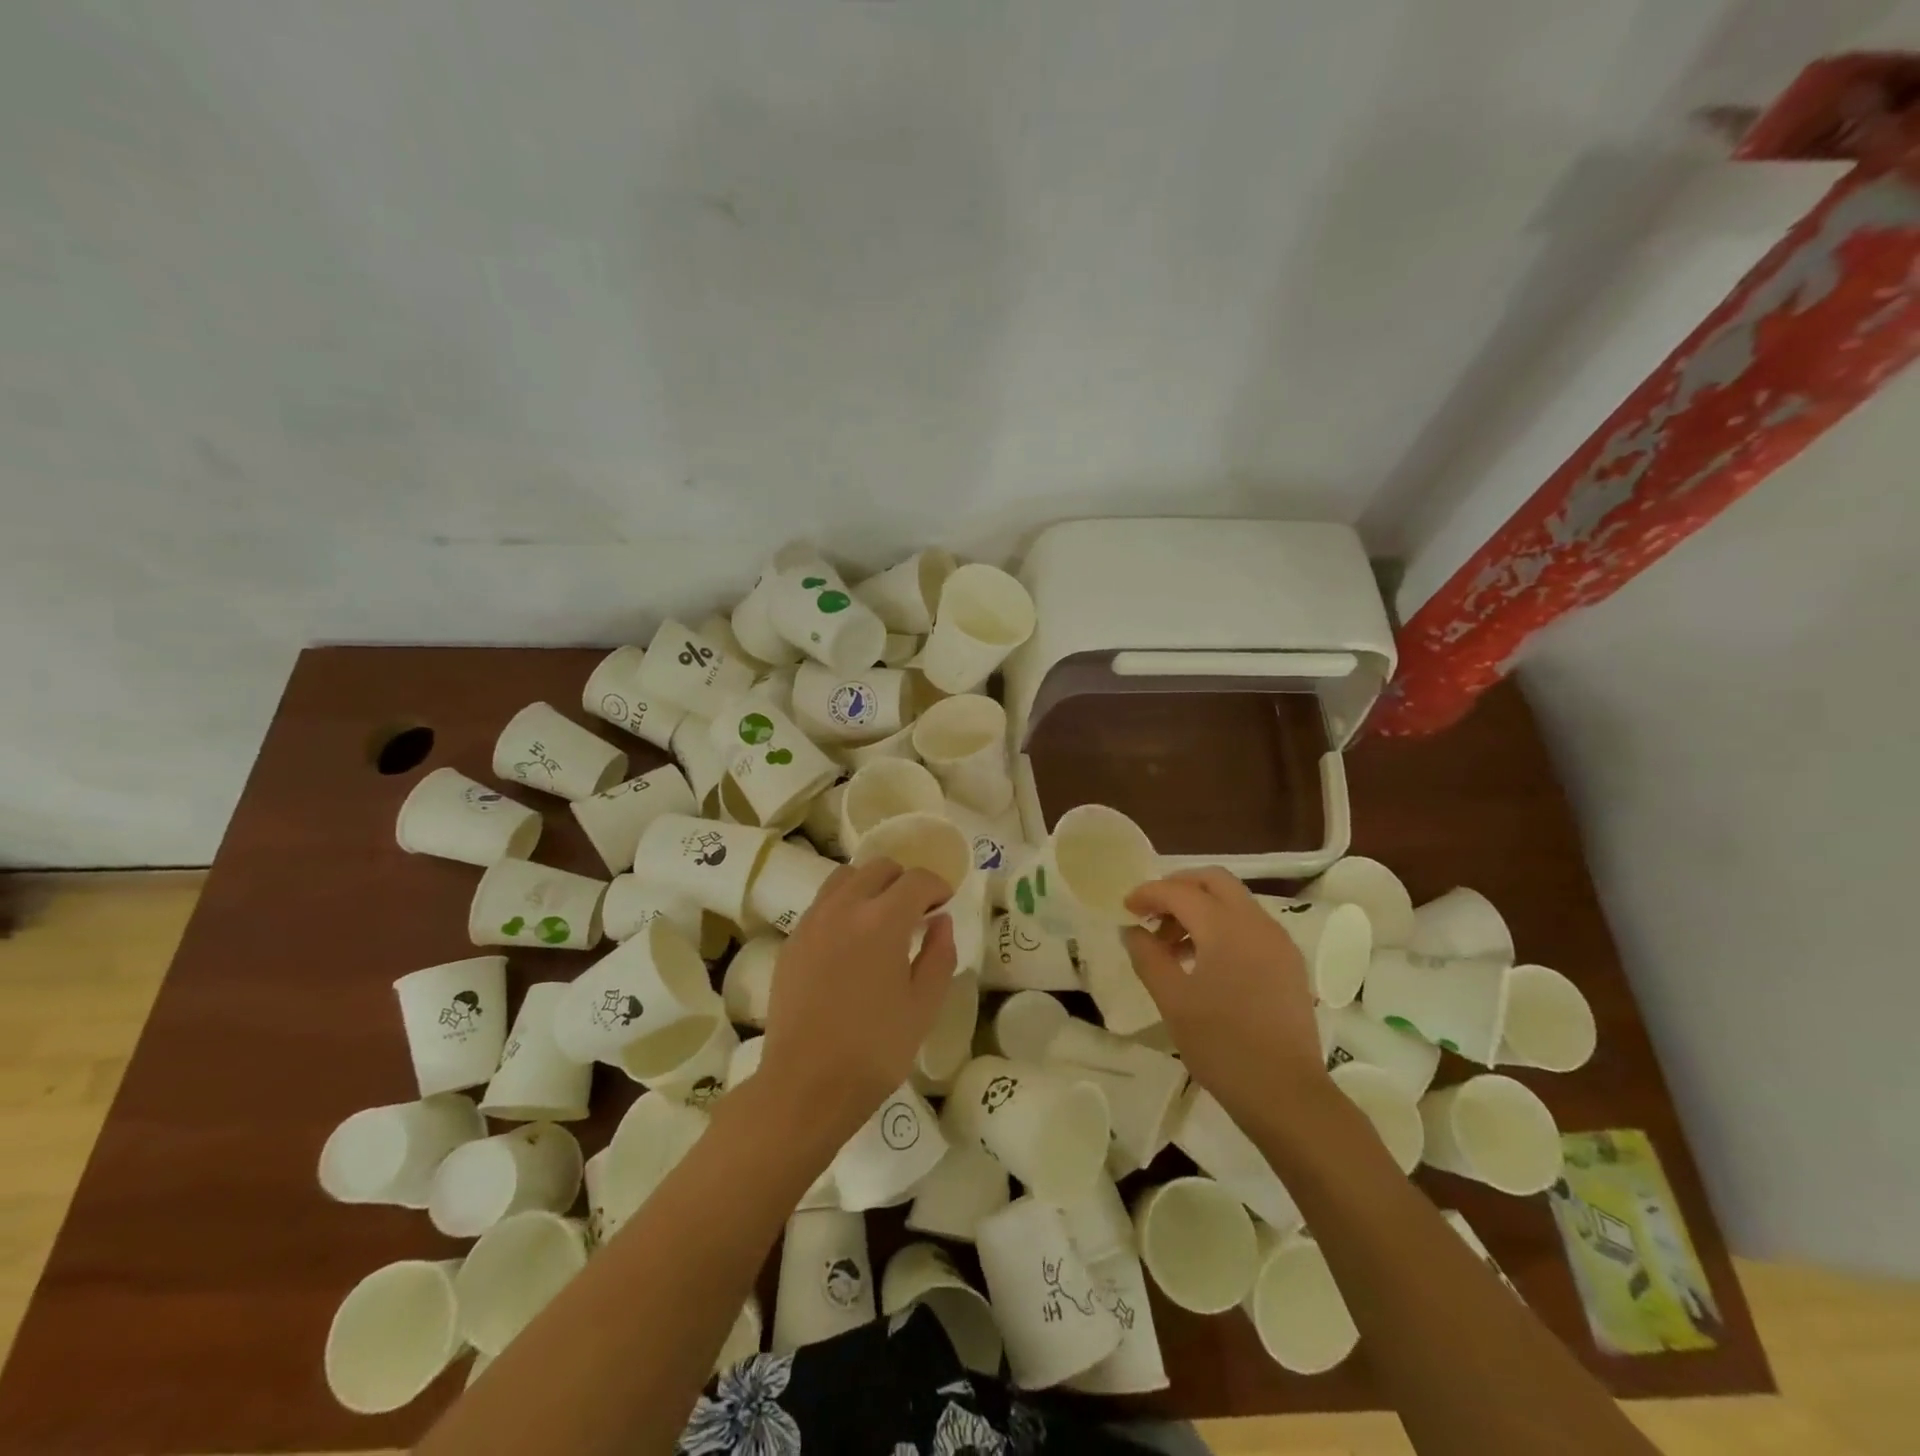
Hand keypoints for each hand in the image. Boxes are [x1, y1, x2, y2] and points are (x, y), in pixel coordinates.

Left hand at [759, 859, 956, 1139]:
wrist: (805, 1086)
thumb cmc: (875, 1050)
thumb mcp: (924, 1006)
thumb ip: (939, 955)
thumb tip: (940, 921)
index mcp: (882, 921)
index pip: (916, 880)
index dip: (937, 885)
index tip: (945, 903)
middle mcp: (844, 908)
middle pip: (878, 868)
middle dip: (904, 881)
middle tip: (918, 911)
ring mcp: (812, 922)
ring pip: (845, 878)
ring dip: (870, 886)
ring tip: (882, 919)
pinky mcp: (792, 941)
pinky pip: (822, 904)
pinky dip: (844, 905)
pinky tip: (852, 941)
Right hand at [1123, 868, 1326, 1121]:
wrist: (1286, 1094)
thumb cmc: (1222, 1045)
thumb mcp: (1172, 1000)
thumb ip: (1148, 957)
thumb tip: (1132, 930)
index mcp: (1226, 927)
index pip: (1180, 891)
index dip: (1148, 893)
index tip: (1125, 908)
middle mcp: (1257, 923)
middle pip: (1214, 881)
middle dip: (1179, 888)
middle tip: (1152, 913)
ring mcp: (1278, 942)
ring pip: (1234, 902)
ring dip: (1201, 908)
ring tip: (1173, 945)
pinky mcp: (1289, 964)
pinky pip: (1250, 926)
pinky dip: (1222, 927)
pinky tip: (1205, 962)